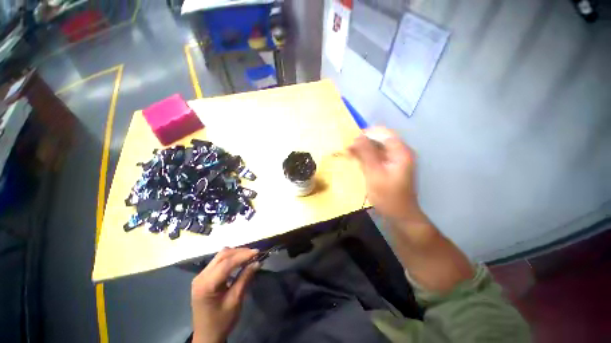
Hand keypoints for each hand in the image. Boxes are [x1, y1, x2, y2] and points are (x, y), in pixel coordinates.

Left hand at [191, 247, 259, 342]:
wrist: (207, 336)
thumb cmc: (221, 321)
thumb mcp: (235, 301)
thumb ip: (245, 278)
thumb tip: (257, 262)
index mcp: (207, 285)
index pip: (227, 263)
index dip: (243, 255)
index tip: (257, 252)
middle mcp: (201, 276)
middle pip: (223, 255)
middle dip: (240, 252)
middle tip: (255, 253)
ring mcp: (201, 276)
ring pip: (220, 256)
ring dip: (236, 253)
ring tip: (249, 256)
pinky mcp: (203, 277)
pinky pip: (218, 261)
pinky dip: (230, 258)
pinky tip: (239, 261)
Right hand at [349, 127, 419, 221]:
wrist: (399, 215)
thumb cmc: (387, 196)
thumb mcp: (374, 173)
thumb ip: (366, 154)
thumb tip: (356, 137)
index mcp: (401, 152)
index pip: (384, 133)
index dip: (367, 134)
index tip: (352, 141)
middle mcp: (400, 152)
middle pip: (380, 140)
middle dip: (364, 143)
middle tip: (349, 150)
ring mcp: (396, 160)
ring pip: (377, 148)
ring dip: (364, 150)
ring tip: (350, 155)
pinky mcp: (390, 167)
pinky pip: (377, 157)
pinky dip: (367, 158)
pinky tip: (358, 162)